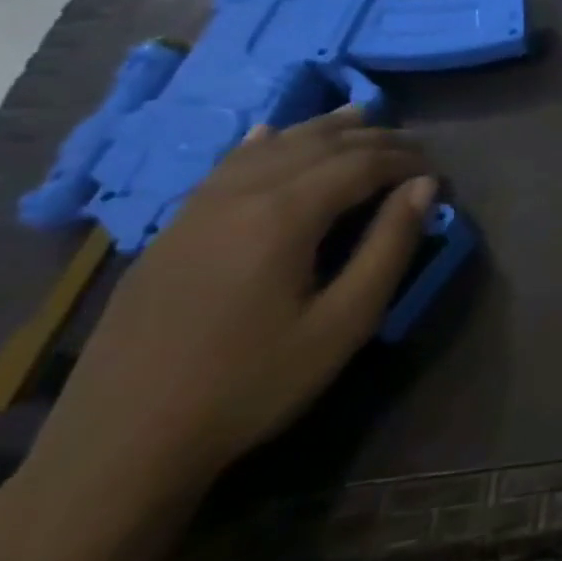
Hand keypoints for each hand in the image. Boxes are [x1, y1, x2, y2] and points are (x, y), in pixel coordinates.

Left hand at [20, 108, 433, 515]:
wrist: (123, 442)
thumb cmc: (252, 383)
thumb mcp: (344, 322)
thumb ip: (389, 246)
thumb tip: (424, 186)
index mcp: (283, 215)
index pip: (358, 162)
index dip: (404, 159)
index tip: (437, 170)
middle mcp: (239, 195)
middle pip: (316, 145)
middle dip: (372, 139)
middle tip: (413, 148)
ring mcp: (196, 210)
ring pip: (269, 147)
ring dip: (320, 130)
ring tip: (361, 118)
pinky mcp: (171, 231)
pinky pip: (225, 166)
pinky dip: (261, 143)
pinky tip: (270, 133)